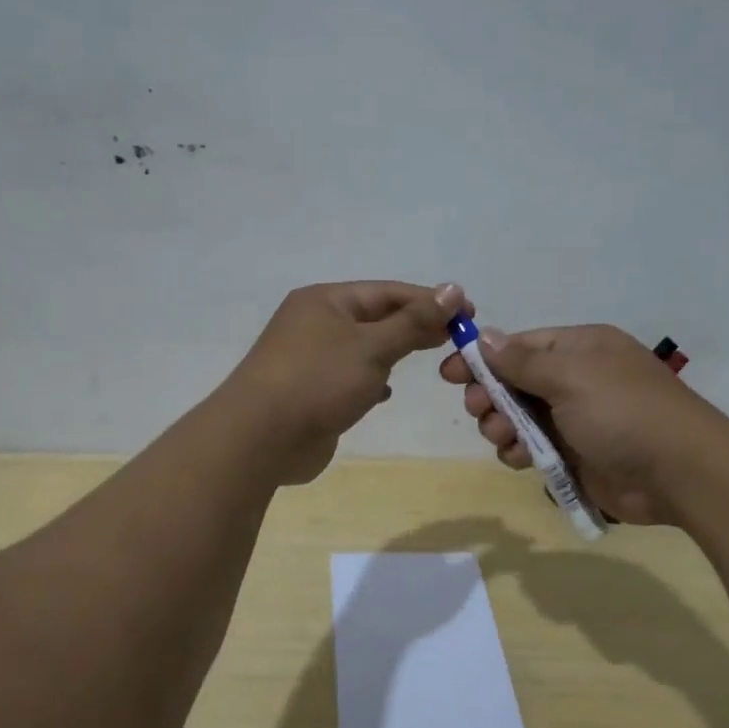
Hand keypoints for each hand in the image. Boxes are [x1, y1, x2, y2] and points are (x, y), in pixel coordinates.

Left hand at [226, 281, 469, 484]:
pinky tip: (386, 393)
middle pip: (376, 317)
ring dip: (394, 352)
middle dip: (416, 325)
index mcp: (326, 301)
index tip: (468, 311)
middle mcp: (316, 323)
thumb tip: (453, 289)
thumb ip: (414, 321)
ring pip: (364, 348)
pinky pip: (350, 377)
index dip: (429, 300)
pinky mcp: (311, 392)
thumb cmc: (318, 381)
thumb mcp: (372, 346)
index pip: (387, 292)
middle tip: (459, 336)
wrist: (260, 438)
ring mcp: (311, 359)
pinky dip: (371, 380)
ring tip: (432, 356)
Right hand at [438, 324, 728, 523]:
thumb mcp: (571, 377)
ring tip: (501, 437)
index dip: (483, 358)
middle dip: (490, 396)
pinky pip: (533, 448)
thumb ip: (522, 361)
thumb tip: (484, 336)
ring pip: (519, 418)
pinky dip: (519, 451)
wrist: (680, 473)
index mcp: (580, 349)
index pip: (520, 346)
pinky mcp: (576, 455)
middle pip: (515, 382)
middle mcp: (576, 380)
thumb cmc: (623, 412)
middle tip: (477, 409)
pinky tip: (518, 458)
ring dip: (502, 426)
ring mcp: (576, 419)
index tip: (449, 373)